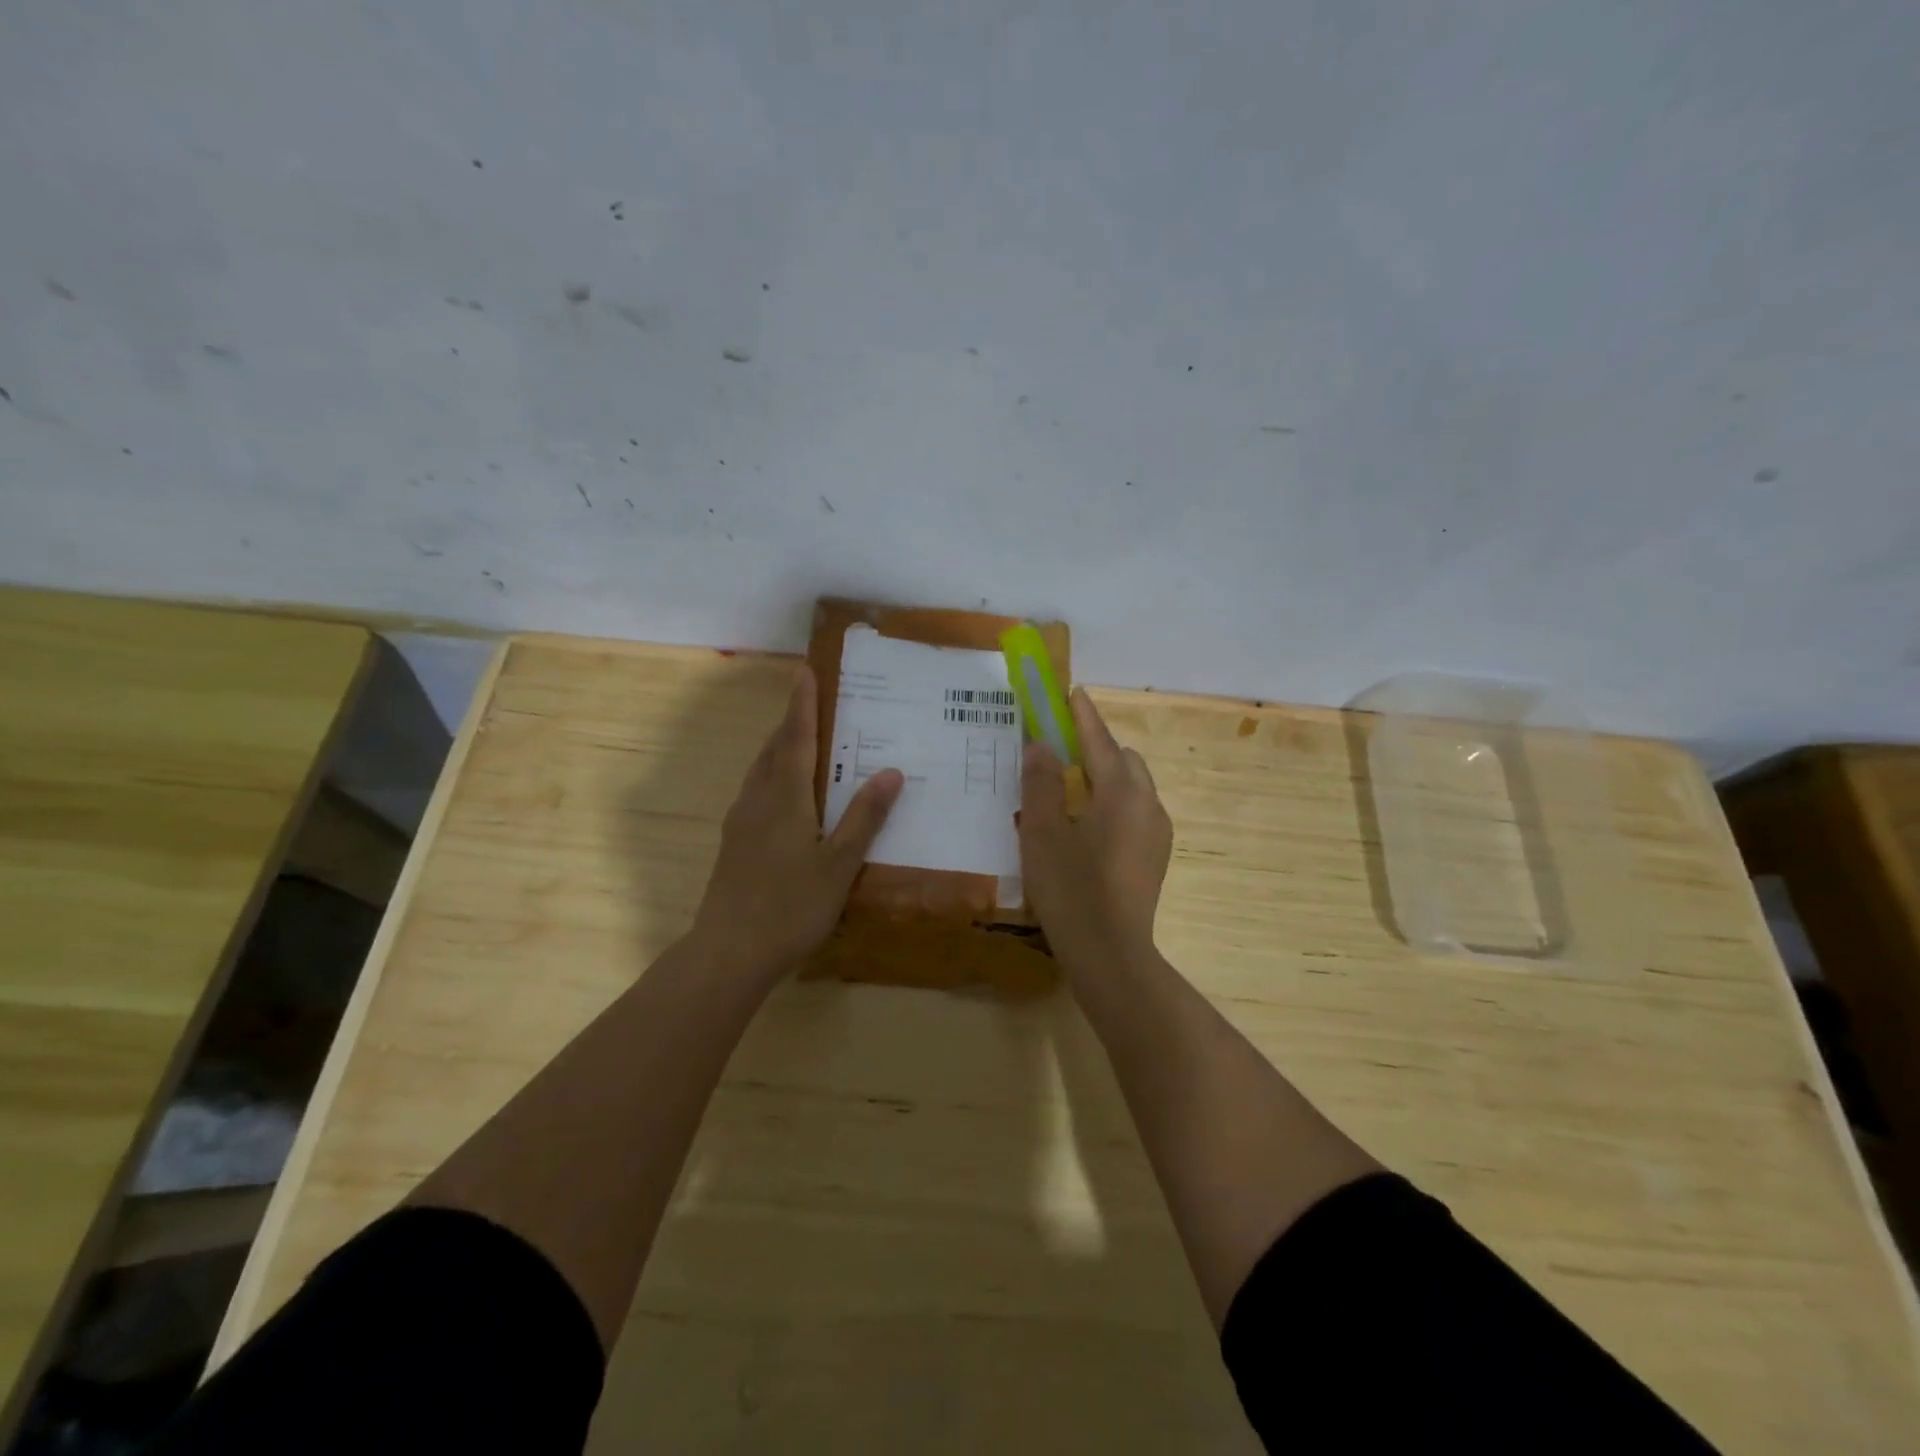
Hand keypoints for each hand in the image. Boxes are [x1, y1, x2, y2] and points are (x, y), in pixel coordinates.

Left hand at [689, 666, 902, 981]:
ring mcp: (740, 823)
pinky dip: (773, 778)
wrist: (729, 953)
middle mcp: (757, 801)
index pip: (796, 738)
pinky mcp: (733, 844)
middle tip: (812, 703)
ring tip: (803, 743)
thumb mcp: (839, 865)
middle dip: (791, 722)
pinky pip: (756, 794)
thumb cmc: (790, 907)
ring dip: (780, 749)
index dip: (802, 704)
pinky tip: (786, 797)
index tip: (805, 671)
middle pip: (774, 749)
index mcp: (785, 798)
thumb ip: (864, 817)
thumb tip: (891, 771)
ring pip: (760, 772)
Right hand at [1018, 688, 1172, 977]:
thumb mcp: (1042, 832)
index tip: (1070, 691)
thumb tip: (1041, 746)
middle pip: (1122, 760)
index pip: (1099, 739)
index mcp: (1121, 792)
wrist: (1112, 955)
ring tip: (1068, 793)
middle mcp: (1148, 804)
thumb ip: (1041, 783)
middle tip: (1058, 753)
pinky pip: (1134, 813)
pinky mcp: (1155, 857)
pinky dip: (1112, 805)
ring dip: (1104, 778)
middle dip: (1095, 748)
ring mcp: (1157, 833)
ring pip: (1132, 788)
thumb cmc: (1071, 889)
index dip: (1082, 714)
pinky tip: (1086, 829)